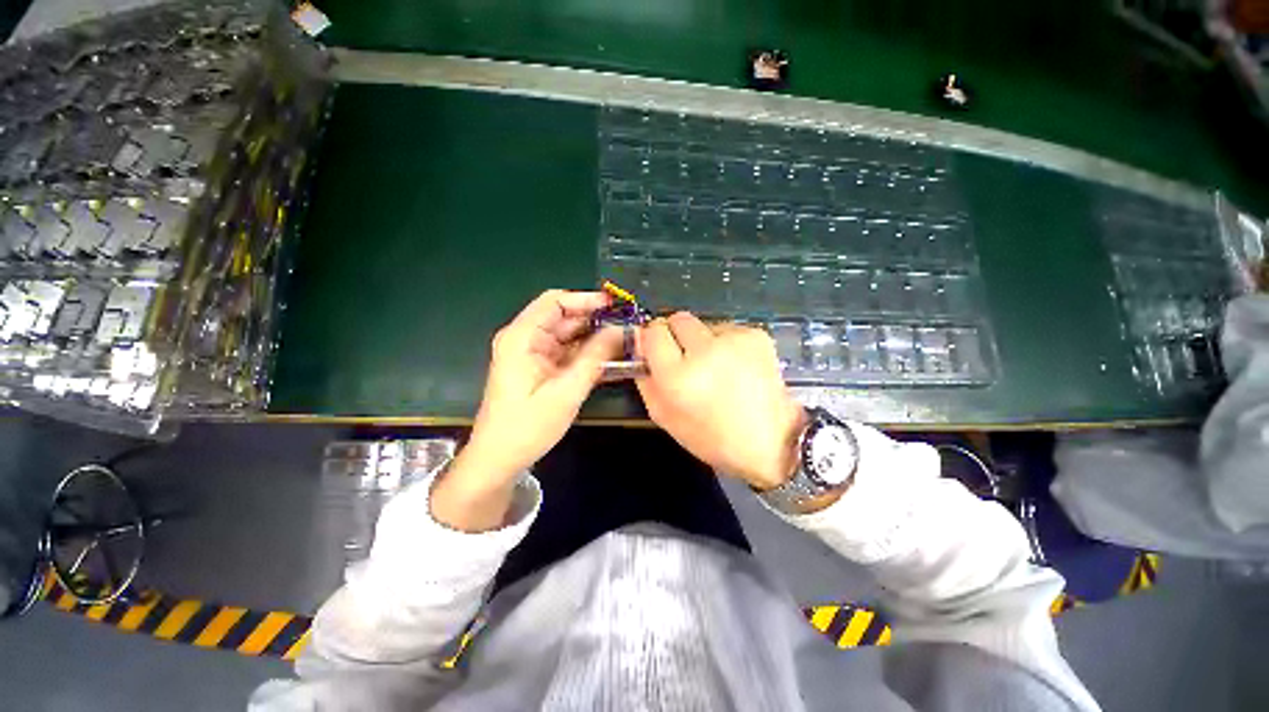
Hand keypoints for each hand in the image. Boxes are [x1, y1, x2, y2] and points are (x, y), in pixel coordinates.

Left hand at [433, 290, 622, 530]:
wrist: (499, 459)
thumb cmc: (528, 426)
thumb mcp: (567, 390)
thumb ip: (595, 357)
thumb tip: (619, 329)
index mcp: (522, 337)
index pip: (555, 301)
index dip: (586, 299)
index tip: (615, 306)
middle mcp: (525, 338)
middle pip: (563, 317)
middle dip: (595, 319)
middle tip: (627, 326)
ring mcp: (532, 353)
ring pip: (568, 334)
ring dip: (594, 337)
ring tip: (624, 340)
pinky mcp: (539, 367)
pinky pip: (566, 351)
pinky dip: (586, 352)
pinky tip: (609, 357)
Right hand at [636, 312, 806, 490]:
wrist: (772, 441)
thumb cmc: (712, 437)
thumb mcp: (665, 418)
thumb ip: (645, 381)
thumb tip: (640, 350)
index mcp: (678, 376)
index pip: (653, 332)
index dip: (652, 340)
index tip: (657, 352)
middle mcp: (704, 350)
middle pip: (678, 319)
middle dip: (676, 335)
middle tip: (686, 358)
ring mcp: (733, 339)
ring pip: (703, 324)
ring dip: (703, 340)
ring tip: (717, 368)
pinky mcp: (756, 335)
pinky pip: (727, 329)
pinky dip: (726, 343)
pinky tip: (737, 366)